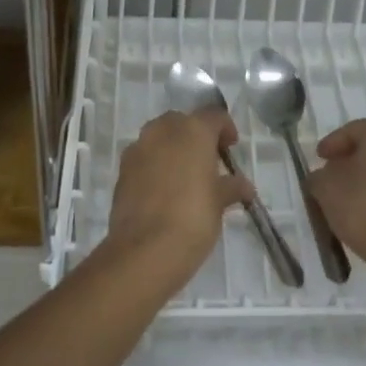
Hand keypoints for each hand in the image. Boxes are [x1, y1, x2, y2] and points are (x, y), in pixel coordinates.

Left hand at [107, 110, 249, 282]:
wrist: (145, 250)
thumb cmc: (193, 218)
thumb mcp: (220, 201)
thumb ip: (232, 186)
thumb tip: (243, 186)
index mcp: (193, 130)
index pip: (214, 115)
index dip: (225, 128)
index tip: (231, 147)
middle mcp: (163, 130)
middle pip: (183, 122)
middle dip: (196, 136)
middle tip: (208, 161)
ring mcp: (138, 148)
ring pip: (159, 137)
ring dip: (173, 149)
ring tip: (185, 176)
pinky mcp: (122, 170)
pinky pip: (144, 158)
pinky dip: (155, 165)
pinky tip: (163, 191)